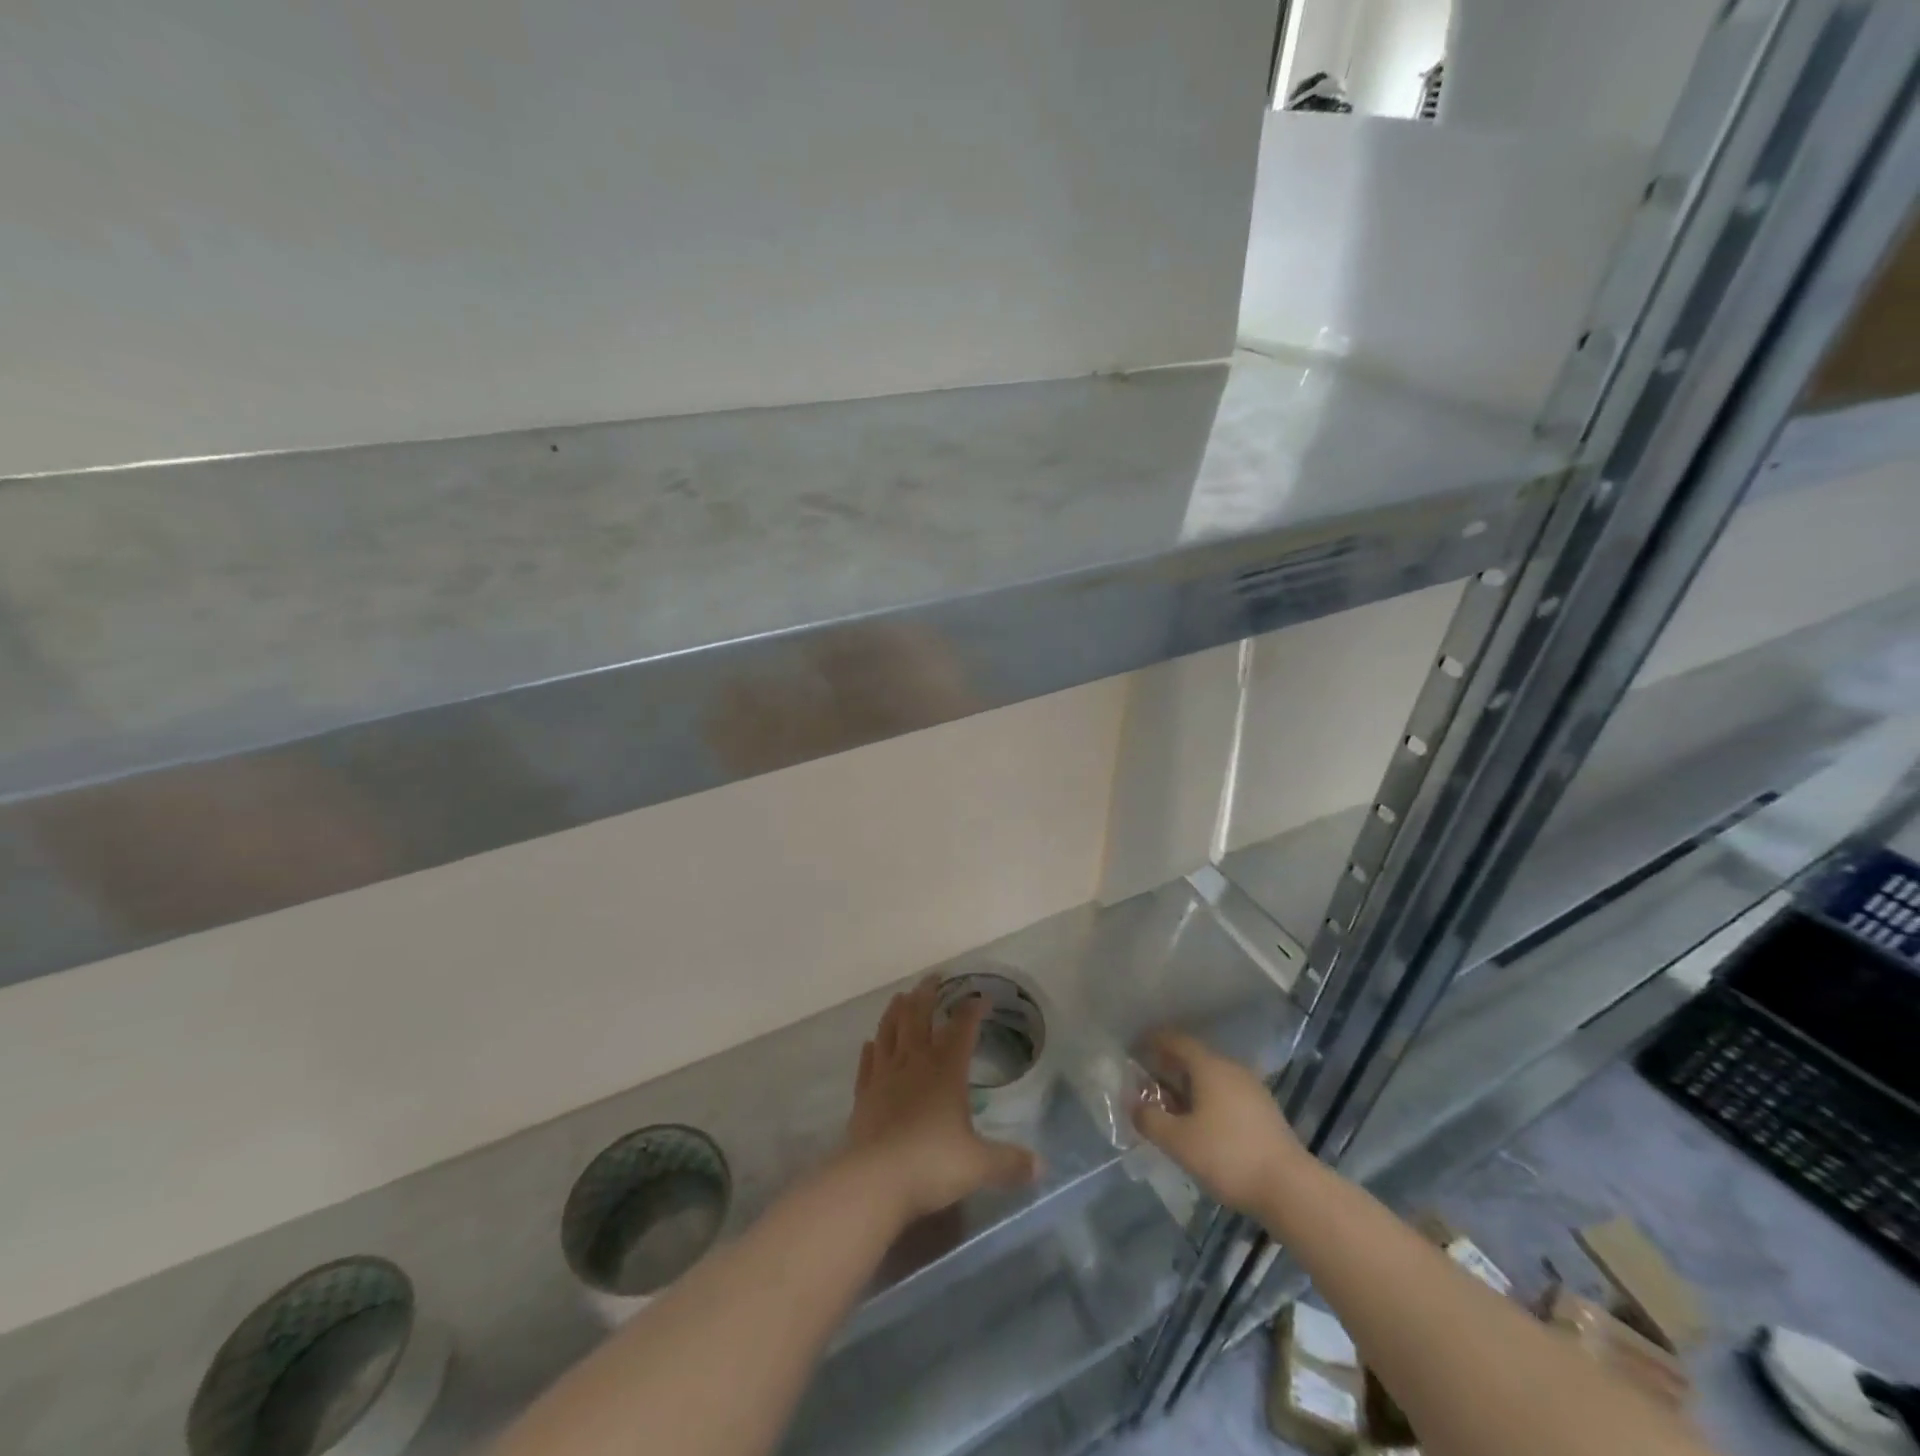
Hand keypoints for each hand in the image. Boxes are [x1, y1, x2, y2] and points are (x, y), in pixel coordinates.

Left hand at [841, 978, 1037, 1224]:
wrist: (874, 1180)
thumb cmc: (931, 1164)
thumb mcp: (979, 1165)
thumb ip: (1010, 1162)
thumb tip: (1042, 1167)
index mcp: (946, 1070)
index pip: (962, 1028)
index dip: (973, 1010)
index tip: (982, 997)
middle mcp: (914, 1063)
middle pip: (918, 1016)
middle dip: (927, 994)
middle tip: (934, 978)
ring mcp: (885, 1076)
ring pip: (889, 1031)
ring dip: (896, 1011)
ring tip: (901, 996)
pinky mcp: (863, 1095)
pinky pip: (867, 1064)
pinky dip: (870, 1050)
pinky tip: (870, 1043)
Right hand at [1134, 1030, 1307, 1216]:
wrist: (1291, 1189)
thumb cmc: (1228, 1156)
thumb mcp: (1178, 1141)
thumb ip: (1150, 1119)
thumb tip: (1133, 1104)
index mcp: (1209, 1066)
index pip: (1176, 1040)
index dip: (1153, 1040)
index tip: (1134, 1047)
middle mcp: (1231, 1069)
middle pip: (1194, 1058)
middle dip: (1168, 1066)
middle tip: (1146, 1080)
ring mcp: (1252, 1090)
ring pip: (1211, 1078)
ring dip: (1188, 1086)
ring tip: (1170, 1106)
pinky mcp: (1264, 1112)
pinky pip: (1226, 1094)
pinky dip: (1207, 1100)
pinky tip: (1200, 1124)